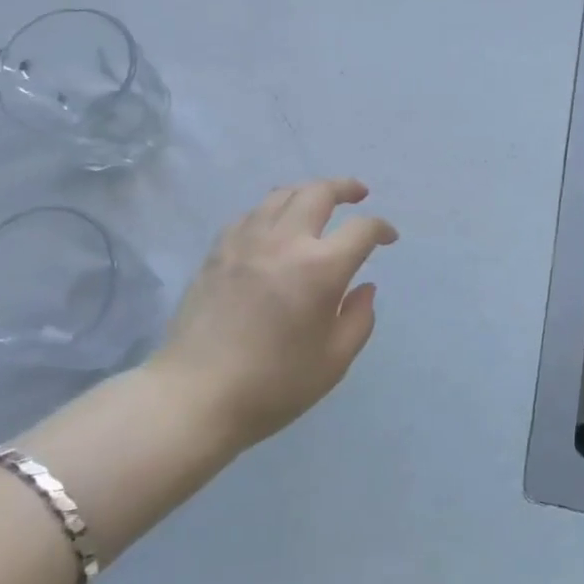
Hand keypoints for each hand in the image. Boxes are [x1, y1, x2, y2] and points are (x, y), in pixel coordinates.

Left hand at [151, 178, 397, 450]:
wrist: (195, 395)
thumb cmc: (273, 385)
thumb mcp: (333, 362)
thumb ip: (358, 319)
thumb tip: (365, 287)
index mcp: (320, 268)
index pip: (361, 229)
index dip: (381, 228)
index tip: (388, 238)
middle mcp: (285, 241)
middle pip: (319, 192)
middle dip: (345, 188)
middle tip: (358, 194)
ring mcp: (246, 241)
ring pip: (282, 194)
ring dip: (308, 192)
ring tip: (318, 202)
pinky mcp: (218, 250)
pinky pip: (252, 213)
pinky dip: (273, 210)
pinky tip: (275, 226)